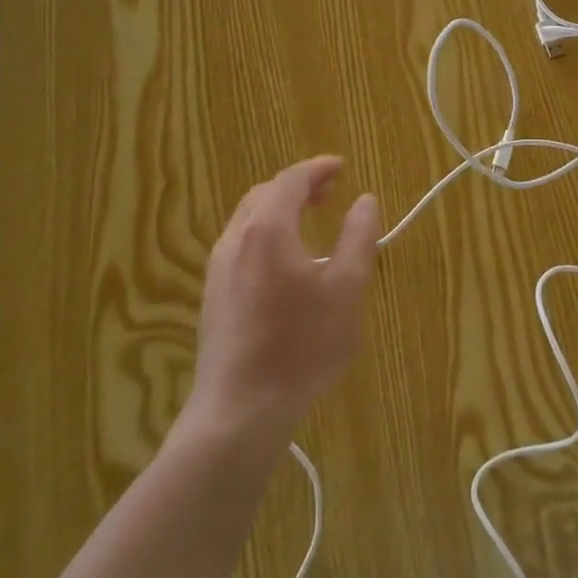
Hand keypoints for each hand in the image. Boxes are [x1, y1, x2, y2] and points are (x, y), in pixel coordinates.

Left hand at [189, 157, 380, 445]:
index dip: (317, 168)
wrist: (240, 410)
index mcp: (267, 229)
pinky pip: (241, 244)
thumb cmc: (301, 345)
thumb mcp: (347, 289)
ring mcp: (218, 268)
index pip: (291, 180)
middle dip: (298, 186)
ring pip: (248, 220)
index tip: (341, 167)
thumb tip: (364, 200)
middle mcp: (236, 240)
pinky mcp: (213, 295)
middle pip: (264, 195)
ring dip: (280, 209)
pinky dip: (267, 233)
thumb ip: (358, 238)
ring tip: (310, 220)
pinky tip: (286, 262)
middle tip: (329, 191)